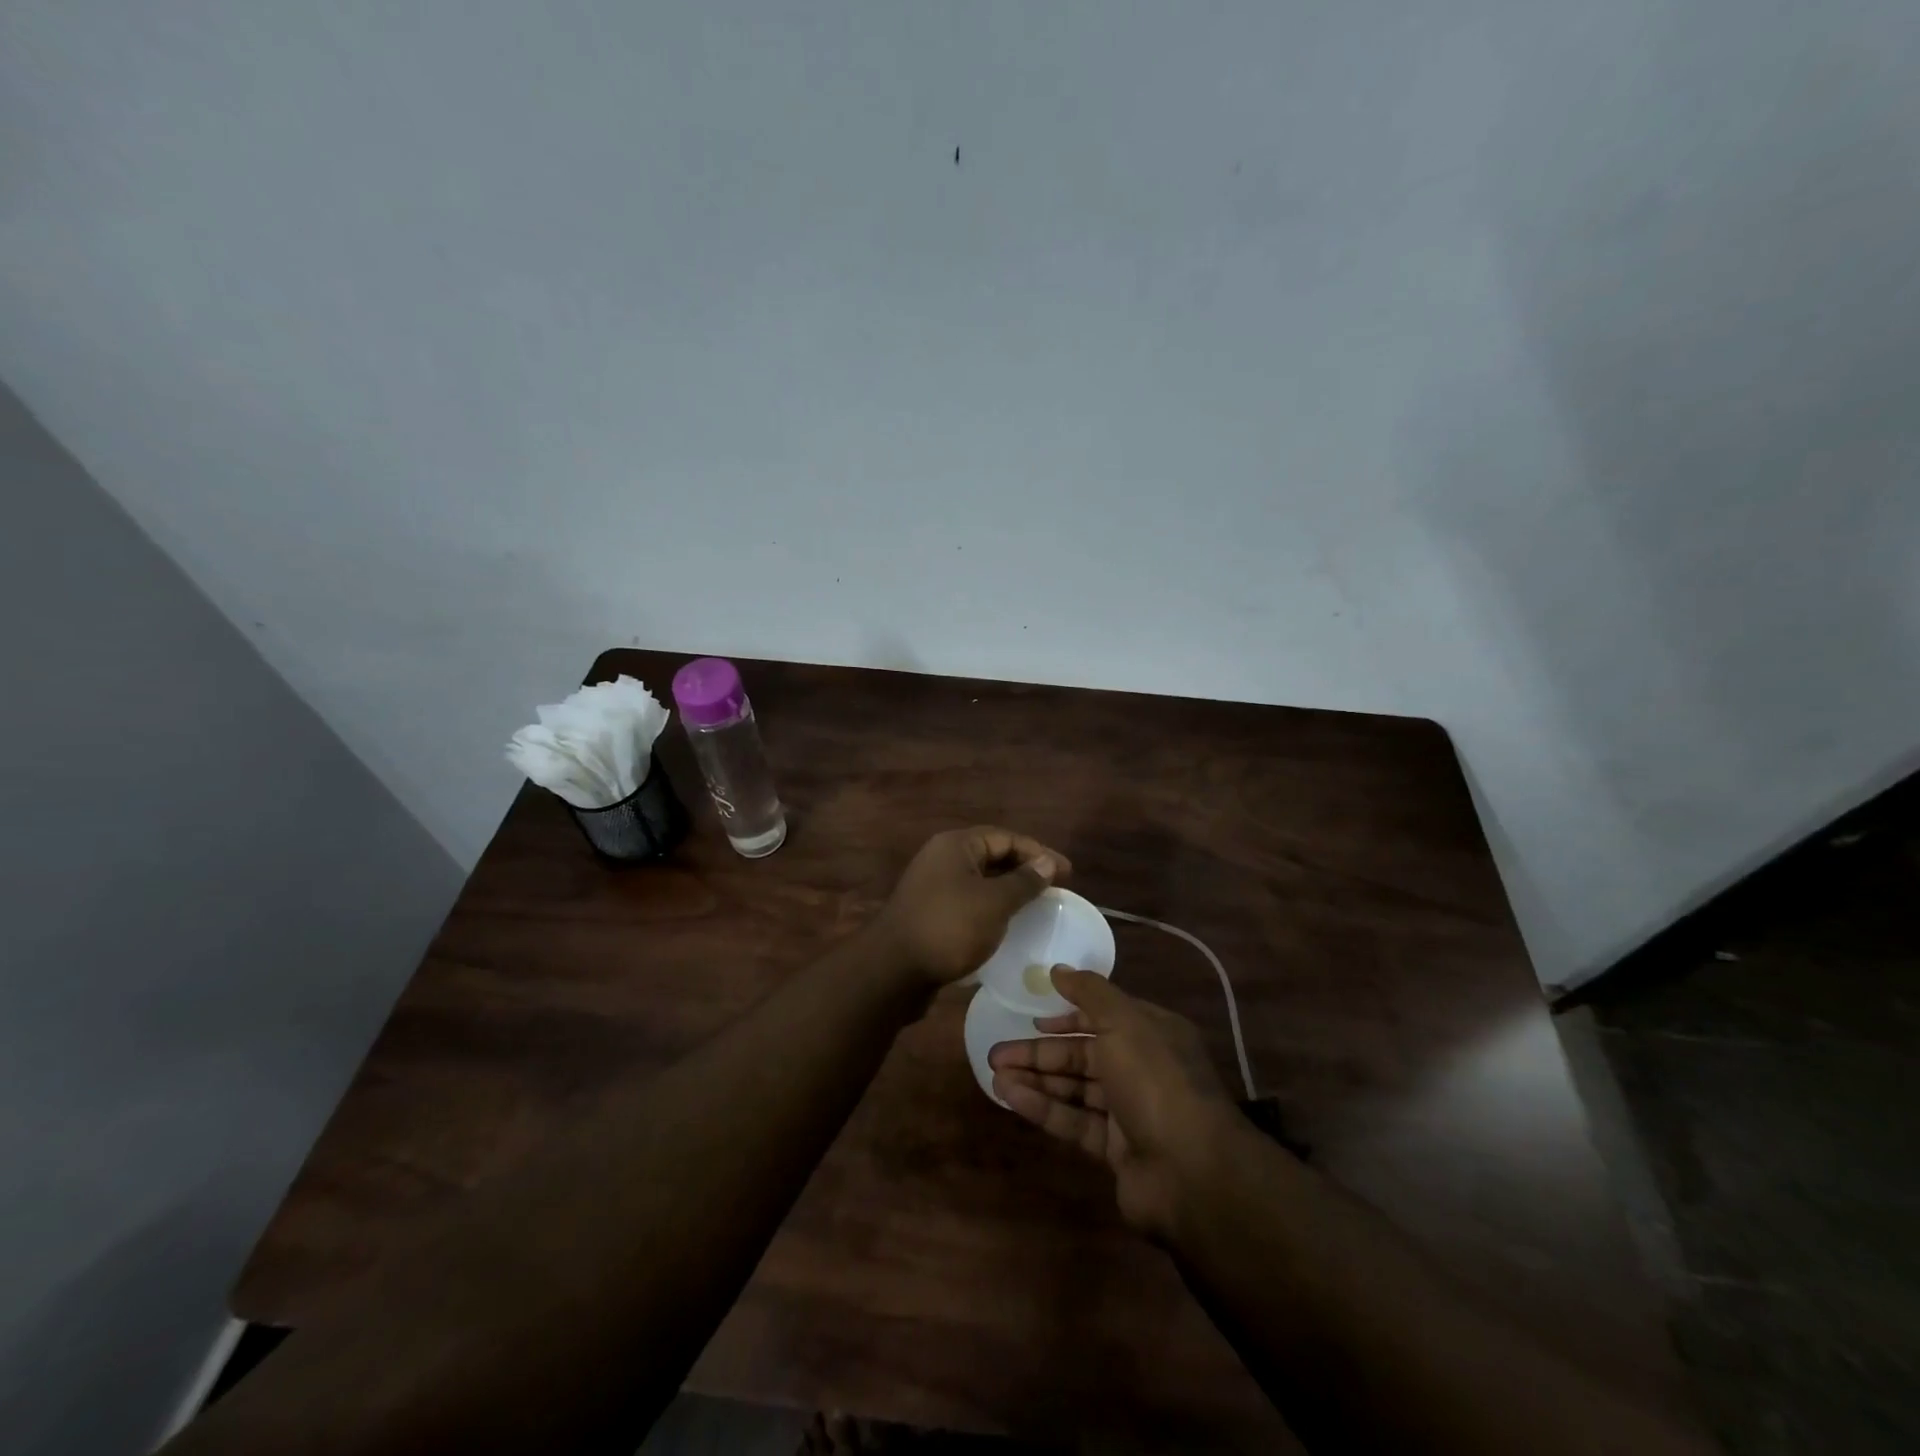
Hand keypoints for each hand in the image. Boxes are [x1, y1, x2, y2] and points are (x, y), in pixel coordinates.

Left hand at [873, 827, 1068, 986]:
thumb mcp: (994, 903)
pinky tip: (1007, 928)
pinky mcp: (930, 914)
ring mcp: (933, 887)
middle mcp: (942, 859)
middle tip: (1055, 891)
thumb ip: (1024, 881)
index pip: (1005, 838)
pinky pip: (968, 903)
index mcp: (955, 845)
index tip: (1067, 874)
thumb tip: (1047, 862)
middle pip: (992, 856)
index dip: (1038, 852)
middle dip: (1024, 871)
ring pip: (980, 882)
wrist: (893, 971)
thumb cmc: (949, 928)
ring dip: (1008, 892)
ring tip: (1036, 909)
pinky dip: (990, 910)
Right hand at [989, 968, 1235, 1238]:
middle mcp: (1141, 1068)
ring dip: (1035, 1079)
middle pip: (1083, 1054)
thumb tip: (1057, 969)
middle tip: (997, 1053)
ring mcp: (1129, 1111)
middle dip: (1040, 1052)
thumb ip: (1089, 993)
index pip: (1103, 1017)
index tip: (1033, 1019)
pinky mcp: (1115, 1149)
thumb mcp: (1123, 1022)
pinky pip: (1074, 1121)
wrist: (1192, 1173)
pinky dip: (1044, 1108)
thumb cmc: (1156, 1082)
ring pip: (1074, 1088)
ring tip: (995, 1074)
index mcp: (1151, 1033)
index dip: (1067, 1017)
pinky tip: (1011, 1097)